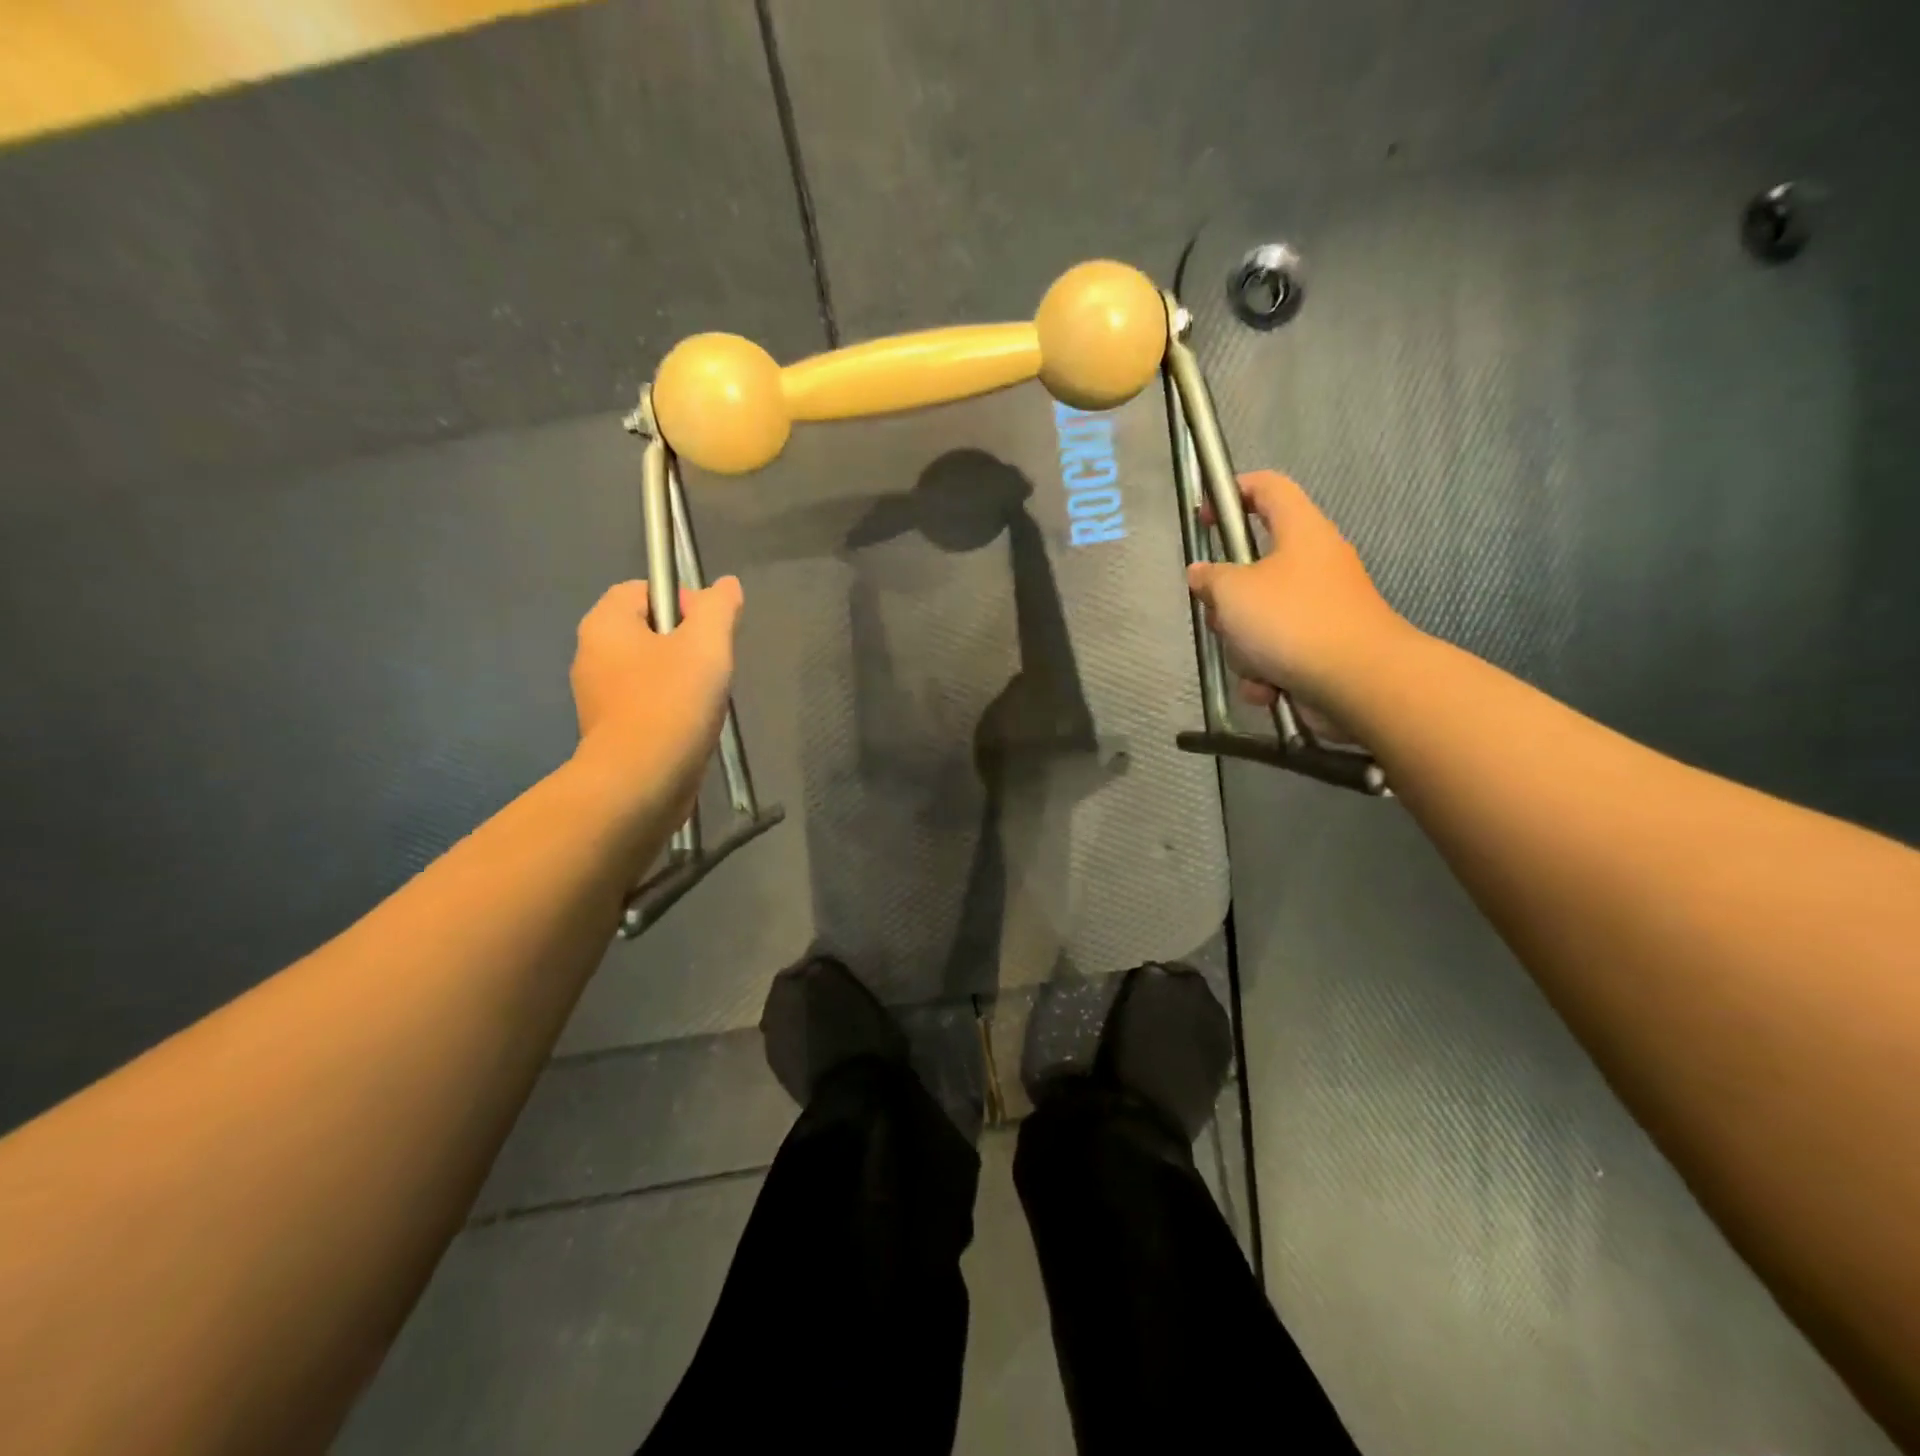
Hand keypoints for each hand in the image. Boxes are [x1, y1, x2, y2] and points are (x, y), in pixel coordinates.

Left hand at [569, 577, 743, 818]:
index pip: (641, 590)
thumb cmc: (671, 703)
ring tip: (706, 700)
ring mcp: (598, 697)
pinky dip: (670, 708)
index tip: (708, 630)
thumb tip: (726, 585)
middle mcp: (592, 655)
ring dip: (682, 679)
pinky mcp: (611, 732)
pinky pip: (646, 704)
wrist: (641, 782)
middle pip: (648, 631)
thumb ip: (718, 608)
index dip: (680, 601)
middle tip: (713, 666)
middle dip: (686, 644)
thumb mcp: (706, 644)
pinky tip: (692, 726)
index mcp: (605, 625)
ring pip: (649, 670)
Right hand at [1186, 470, 1409, 716]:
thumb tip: (1202, 574)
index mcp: (1301, 531)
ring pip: (1261, 617)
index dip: (1232, 493)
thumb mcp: (1233, 592)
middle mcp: (1316, 563)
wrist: (1360, 681)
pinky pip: (1279, 652)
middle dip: (1228, 600)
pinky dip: (1267, 672)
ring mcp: (1323, 607)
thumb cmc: (1292, 621)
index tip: (1204, 518)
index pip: (1267, 487)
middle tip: (1220, 615)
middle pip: (1254, 568)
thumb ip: (1210, 578)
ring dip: (1244, 646)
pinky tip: (1268, 687)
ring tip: (1251, 662)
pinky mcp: (1325, 646)